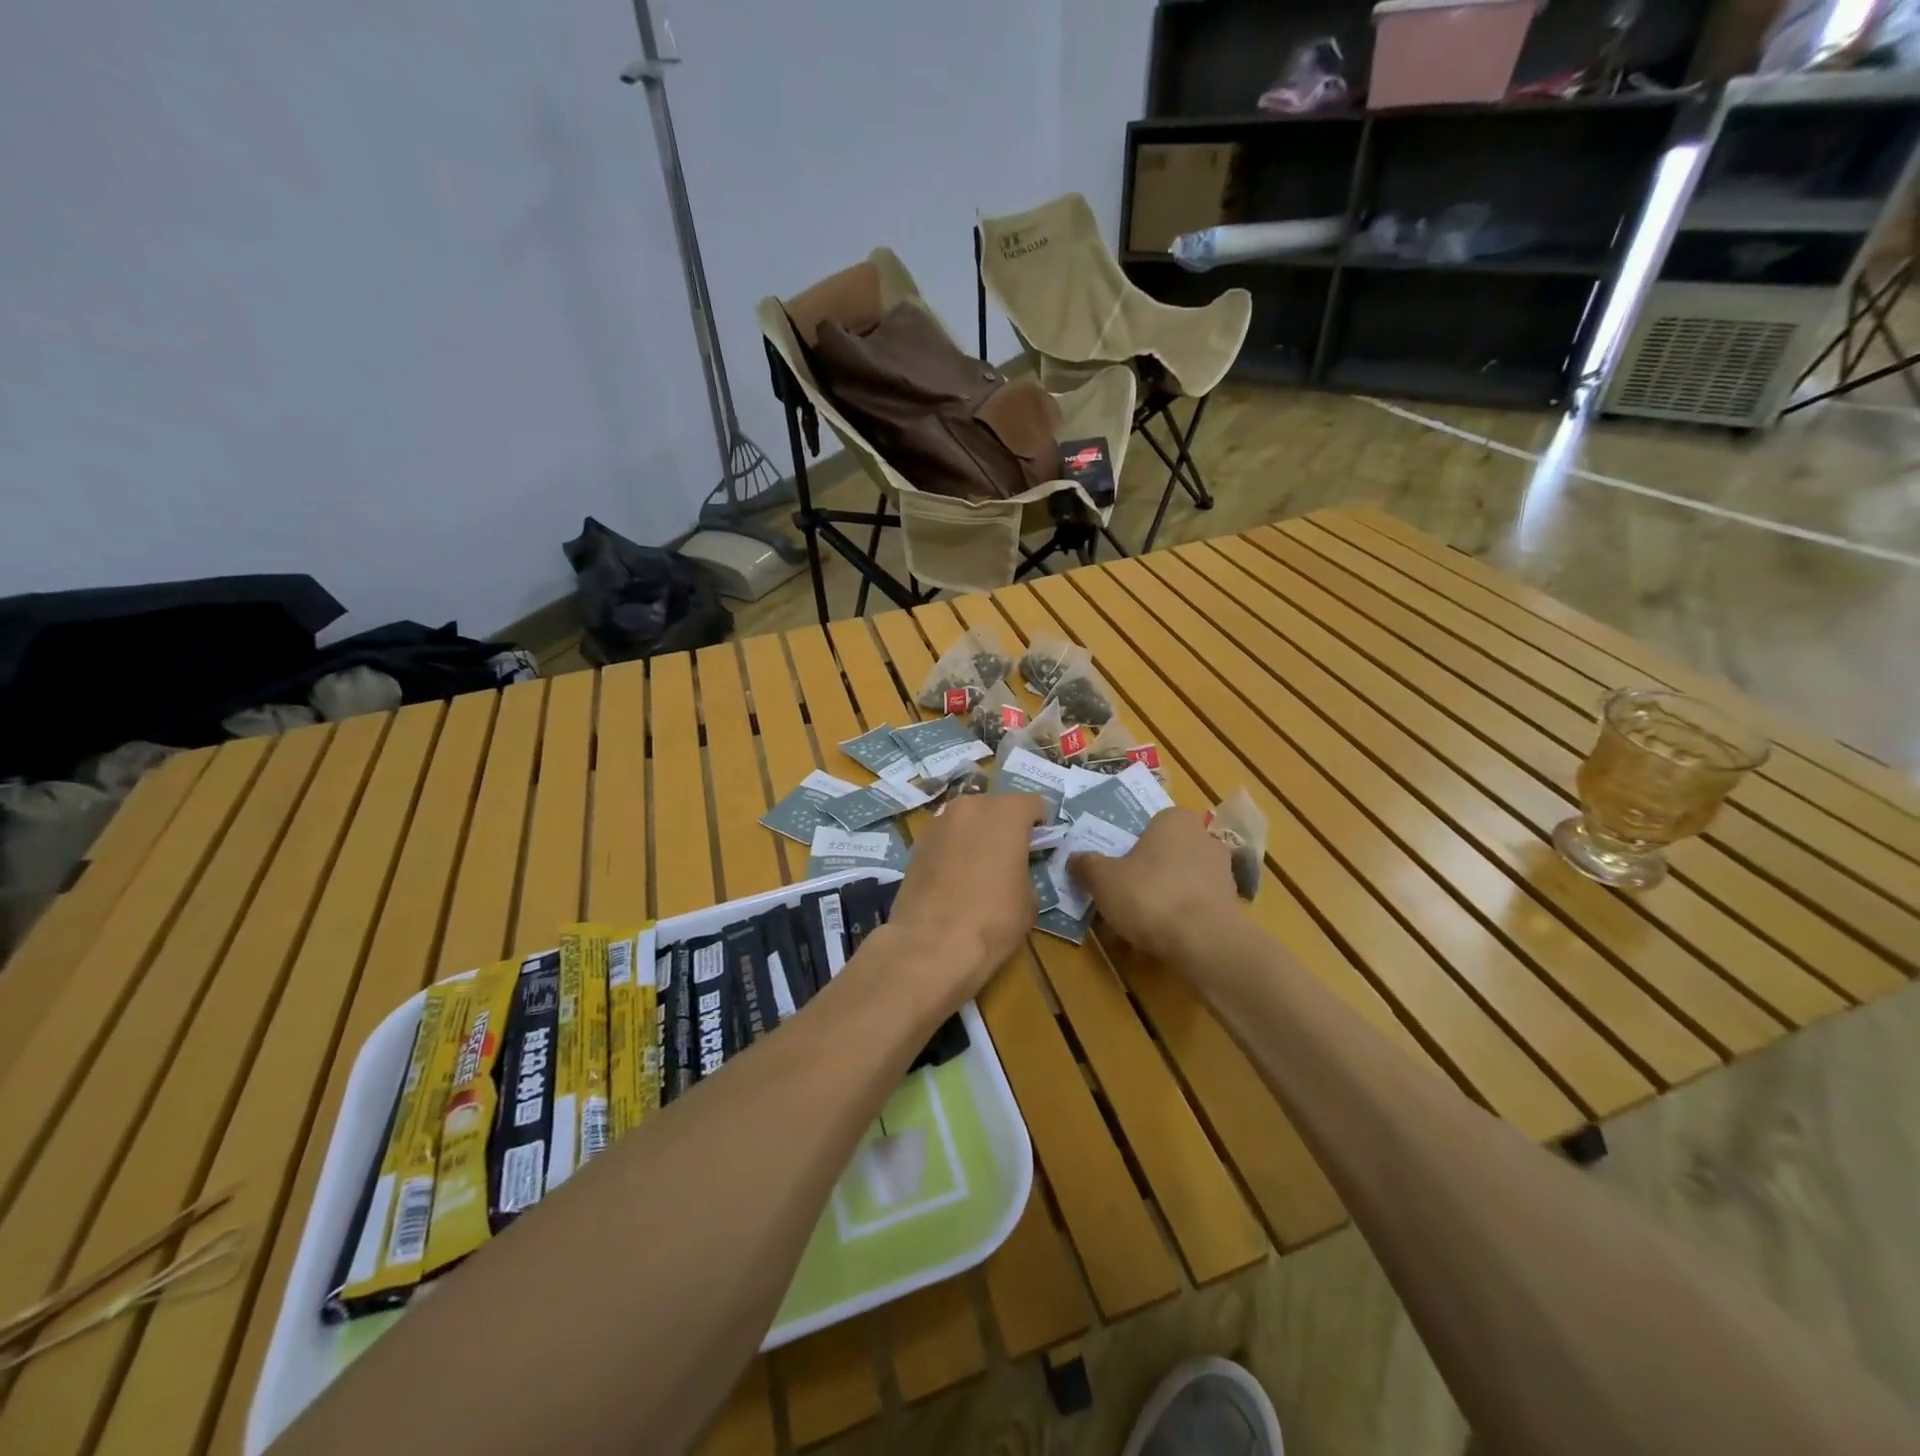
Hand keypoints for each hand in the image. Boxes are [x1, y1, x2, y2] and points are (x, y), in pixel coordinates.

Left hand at [884, 792, 1046, 1002]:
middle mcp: (969, 807)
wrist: (931, 945)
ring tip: (978, 869)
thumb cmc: (993, 919)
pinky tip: (954, 880)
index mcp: (1005, 813)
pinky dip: (953, 851)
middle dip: (1004, 826)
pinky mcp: (915, 845)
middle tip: (1009, 857)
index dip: (1041, 824)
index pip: (1032, 803)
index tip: (1040, 845)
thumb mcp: (1029, 900)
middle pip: (995, 807)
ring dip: (975, 836)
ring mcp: (938, 823)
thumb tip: (1014, 871)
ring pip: (966, 821)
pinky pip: (945, 839)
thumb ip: (1025, 871)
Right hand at [1069, 808, 1239, 961]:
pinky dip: (1179, 920)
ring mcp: (1223, 872)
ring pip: (1180, 882)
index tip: (1115, 868)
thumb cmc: (1150, 895)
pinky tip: (1160, 941)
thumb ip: (1087, 864)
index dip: (1130, 846)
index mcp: (1175, 820)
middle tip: (1122, 897)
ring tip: (1137, 927)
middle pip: (1165, 854)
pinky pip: (1195, 907)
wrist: (1204, 941)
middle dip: (1146, 874)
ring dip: (1162, 899)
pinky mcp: (1231, 905)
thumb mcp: (1103, 878)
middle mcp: (1204, 838)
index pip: (1149, 824)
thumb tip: (1075, 858)